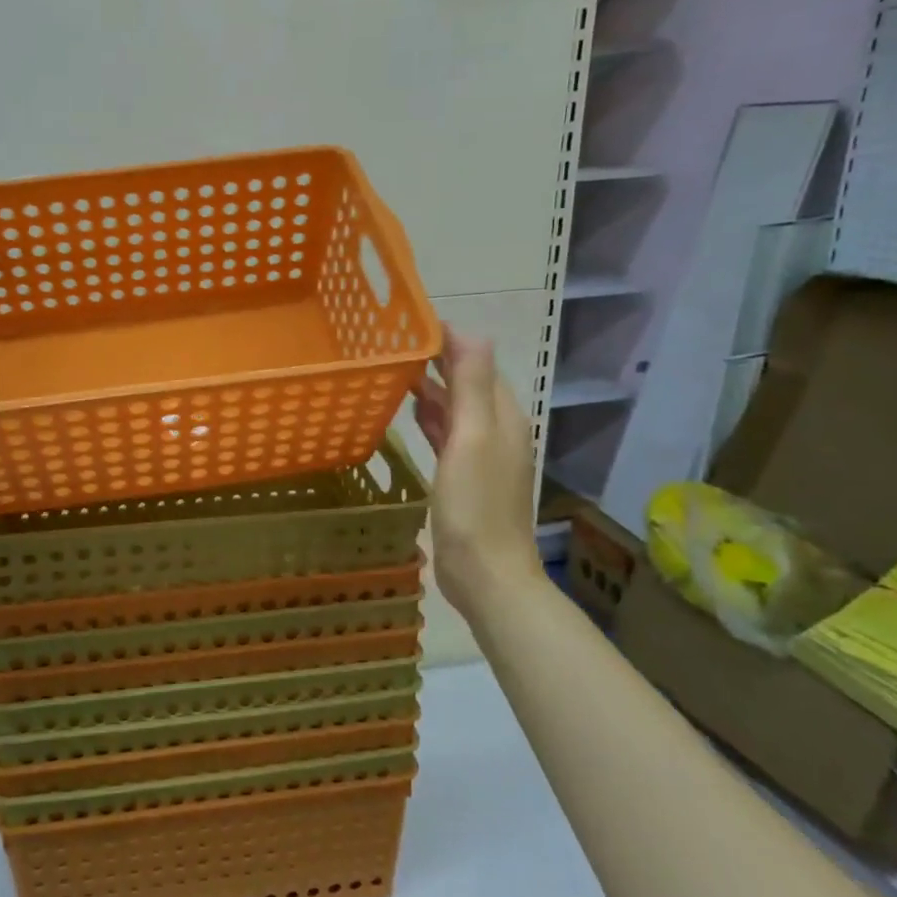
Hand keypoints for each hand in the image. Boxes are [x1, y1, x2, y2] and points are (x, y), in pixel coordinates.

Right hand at [412, 329, 544, 609]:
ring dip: (433, 388)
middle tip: (394, 342)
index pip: (477, 362)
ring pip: (457, 408)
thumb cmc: (475, 505)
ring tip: (397, 369)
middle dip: (438, 360)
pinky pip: (448, 434)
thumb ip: (471, 385)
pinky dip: (432, 418)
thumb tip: (469, 331)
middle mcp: (495, 429)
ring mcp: (480, 455)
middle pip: (468, 383)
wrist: (485, 573)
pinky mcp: (464, 476)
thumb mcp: (471, 438)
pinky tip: (412, 412)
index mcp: (501, 416)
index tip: (410, 324)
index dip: (449, 340)